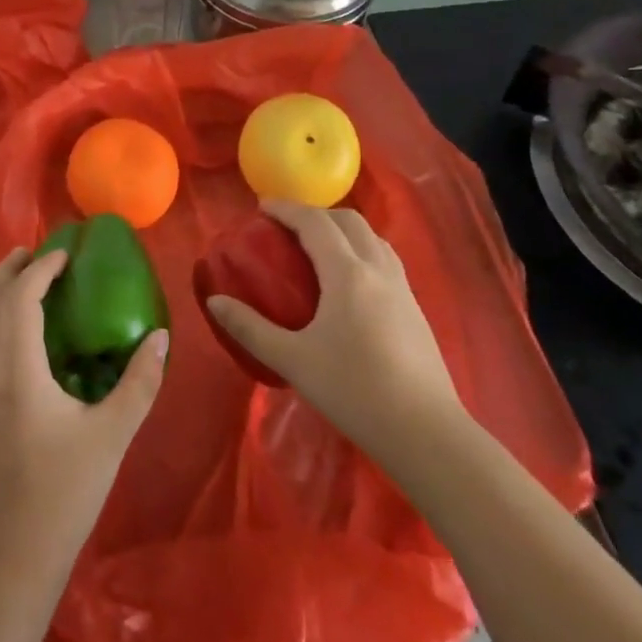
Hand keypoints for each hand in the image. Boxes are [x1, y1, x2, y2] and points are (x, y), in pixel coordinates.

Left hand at [0, 247, 167, 577]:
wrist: (11, 555)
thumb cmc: (64, 492)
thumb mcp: (112, 435)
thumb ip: (139, 382)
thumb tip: (159, 337)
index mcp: (17, 370)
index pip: (20, 298)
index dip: (40, 269)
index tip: (65, 254)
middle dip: (8, 269)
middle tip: (36, 252)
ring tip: (26, 279)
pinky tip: (19, 330)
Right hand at [206, 200, 459, 449]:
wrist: (426, 433)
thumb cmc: (354, 391)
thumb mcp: (293, 360)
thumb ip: (250, 328)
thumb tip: (215, 302)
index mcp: (347, 273)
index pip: (314, 222)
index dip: (286, 209)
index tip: (261, 207)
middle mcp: (378, 269)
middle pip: (348, 221)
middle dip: (315, 214)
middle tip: (286, 229)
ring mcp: (402, 288)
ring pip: (372, 238)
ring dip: (342, 230)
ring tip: (317, 248)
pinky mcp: (415, 309)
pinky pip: (385, 259)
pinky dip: (361, 250)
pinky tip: (349, 282)